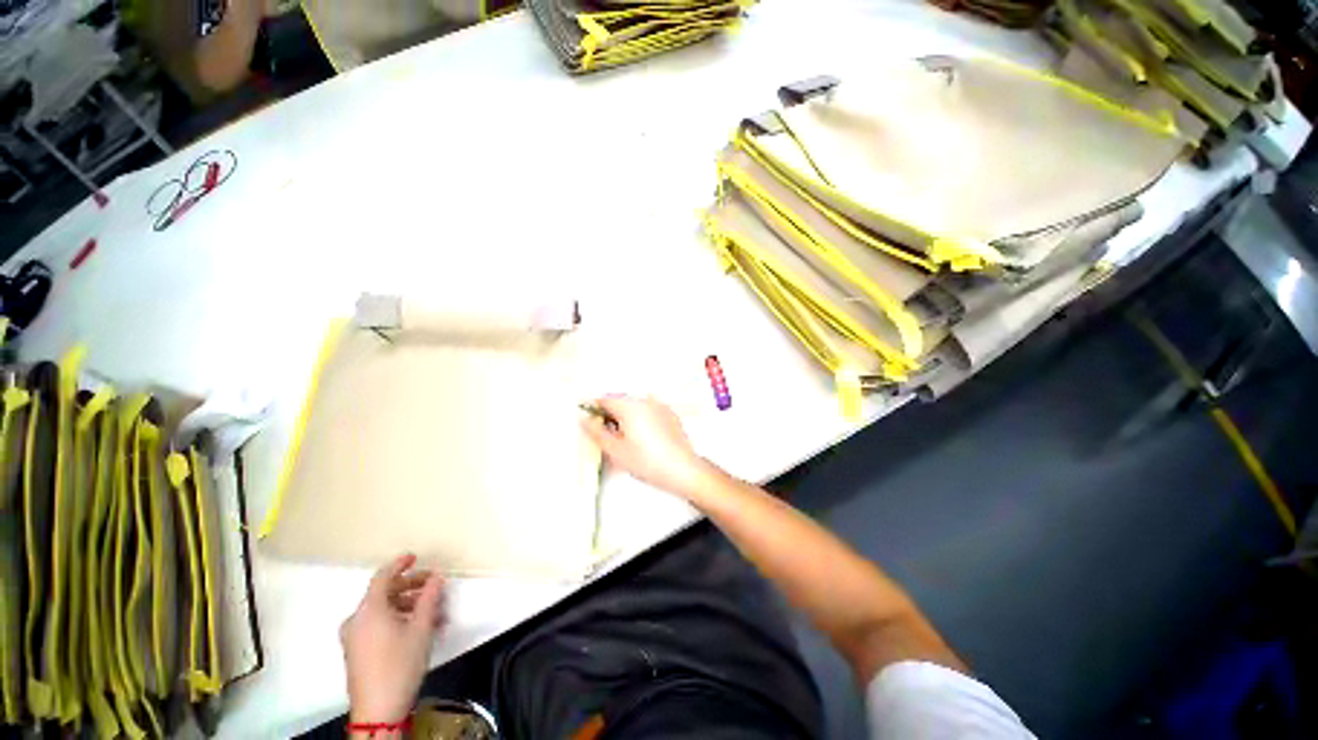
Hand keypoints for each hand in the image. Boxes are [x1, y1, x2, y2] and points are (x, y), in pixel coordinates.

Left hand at [340, 553, 445, 724]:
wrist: (378, 710)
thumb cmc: (399, 664)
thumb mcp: (421, 628)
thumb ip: (429, 598)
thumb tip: (437, 577)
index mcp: (369, 610)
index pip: (382, 577)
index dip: (399, 564)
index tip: (416, 557)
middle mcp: (357, 620)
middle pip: (384, 593)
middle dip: (412, 588)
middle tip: (434, 588)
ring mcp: (354, 637)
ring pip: (384, 611)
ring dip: (410, 607)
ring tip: (434, 614)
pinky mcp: (357, 651)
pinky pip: (379, 625)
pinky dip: (399, 620)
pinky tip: (420, 629)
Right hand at [580, 396, 715, 499]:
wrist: (682, 469)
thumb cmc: (646, 461)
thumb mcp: (616, 451)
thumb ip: (597, 433)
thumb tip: (585, 420)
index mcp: (629, 406)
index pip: (605, 399)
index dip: (595, 410)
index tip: (593, 425)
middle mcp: (645, 400)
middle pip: (621, 402)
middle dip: (612, 416)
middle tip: (611, 439)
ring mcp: (660, 406)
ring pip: (636, 407)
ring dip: (627, 418)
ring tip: (629, 442)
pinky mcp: (670, 415)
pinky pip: (650, 412)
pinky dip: (643, 420)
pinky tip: (646, 440)